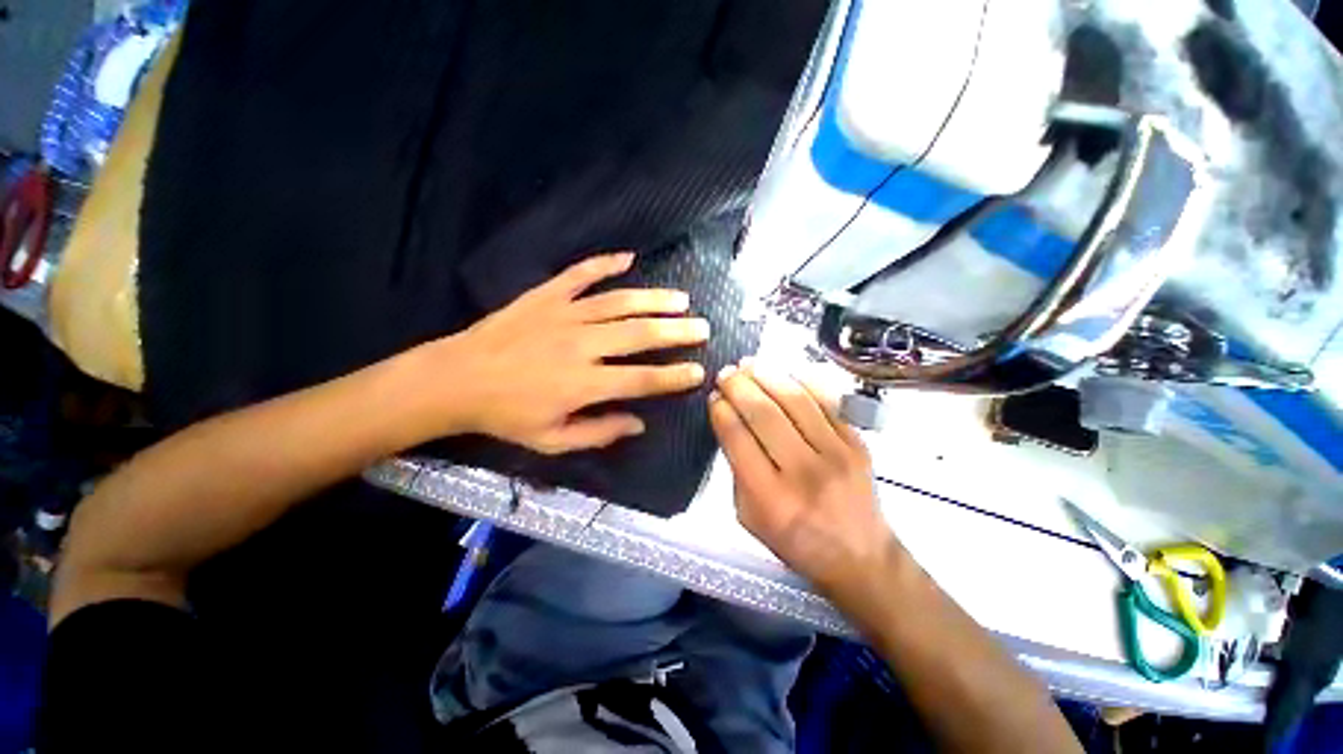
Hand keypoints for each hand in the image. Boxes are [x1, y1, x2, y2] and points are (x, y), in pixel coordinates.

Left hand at [426, 252, 708, 453]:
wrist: (460, 378)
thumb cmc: (505, 415)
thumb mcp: (550, 440)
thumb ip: (597, 433)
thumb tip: (638, 423)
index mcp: (584, 384)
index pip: (641, 379)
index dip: (674, 376)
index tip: (698, 370)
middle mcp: (582, 345)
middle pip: (640, 334)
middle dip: (676, 331)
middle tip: (701, 328)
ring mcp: (564, 314)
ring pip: (619, 302)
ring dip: (653, 299)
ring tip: (680, 298)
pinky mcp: (545, 295)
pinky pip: (580, 274)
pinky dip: (604, 263)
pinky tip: (627, 258)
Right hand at [708, 361, 900, 595]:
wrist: (859, 555)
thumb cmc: (800, 546)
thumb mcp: (753, 523)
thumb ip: (740, 478)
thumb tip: (733, 430)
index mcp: (771, 499)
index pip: (739, 440)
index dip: (722, 412)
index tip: (713, 398)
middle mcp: (803, 473)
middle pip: (765, 415)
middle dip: (740, 387)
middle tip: (726, 373)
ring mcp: (836, 455)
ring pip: (797, 401)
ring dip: (769, 377)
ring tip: (751, 364)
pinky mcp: (857, 445)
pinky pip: (829, 404)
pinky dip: (805, 383)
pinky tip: (787, 373)